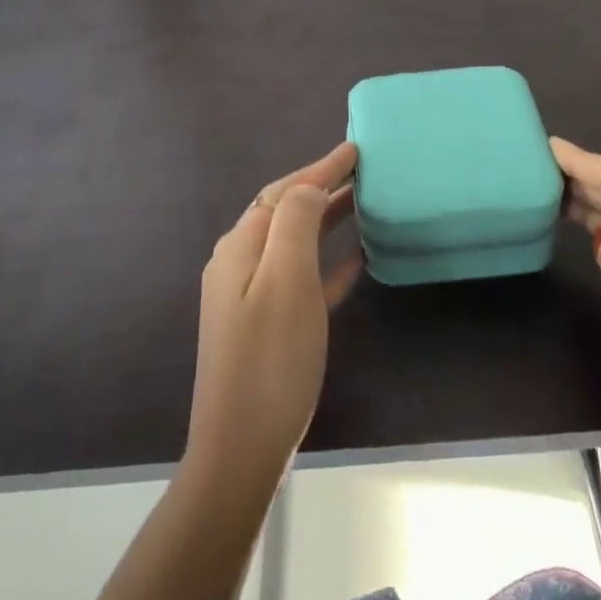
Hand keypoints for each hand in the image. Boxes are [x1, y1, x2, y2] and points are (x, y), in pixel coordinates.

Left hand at [182, 143, 362, 502]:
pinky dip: (324, 261)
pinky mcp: (264, 325)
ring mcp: (249, 296)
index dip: (320, 168)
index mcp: (241, 246)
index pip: (284, 191)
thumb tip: (307, 187)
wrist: (240, 451)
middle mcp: (239, 263)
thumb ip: (295, 224)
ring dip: (324, 219)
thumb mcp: (286, 281)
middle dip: (320, 187)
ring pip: (292, 242)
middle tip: (362, 171)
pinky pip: (298, 277)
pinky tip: (353, 263)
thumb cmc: (271, 360)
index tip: (355, 149)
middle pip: (284, 211)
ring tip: (360, 204)